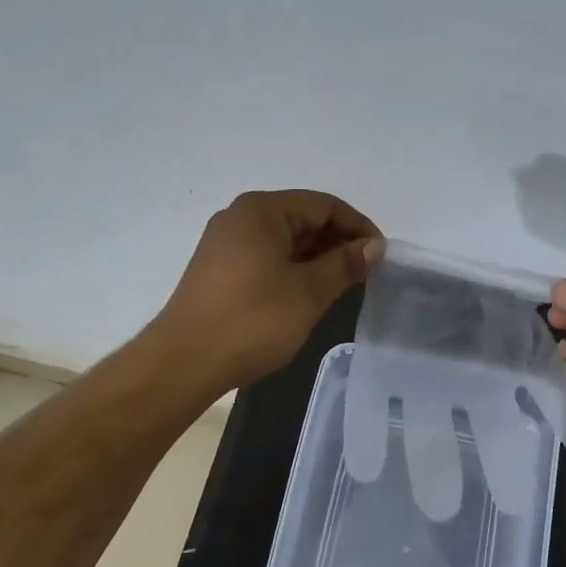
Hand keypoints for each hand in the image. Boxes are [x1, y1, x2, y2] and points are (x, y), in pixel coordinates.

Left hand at [153, 190, 383, 392]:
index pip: (323, 205)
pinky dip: (292, 269)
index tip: (380, 256)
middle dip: (337, 243)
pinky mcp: (219, 269)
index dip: (358, 227)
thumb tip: (374, 246)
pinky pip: (266, 257)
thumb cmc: (253, 320)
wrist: (185, 361)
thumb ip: (344, 264)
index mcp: (262, 211)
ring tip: (342, 286)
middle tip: (365, 274)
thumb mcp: (309, 292)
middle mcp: (240, 217)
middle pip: (302, 219)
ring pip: (284, 241)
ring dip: (316, 258)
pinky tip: (308, 294)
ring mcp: (225, 243)